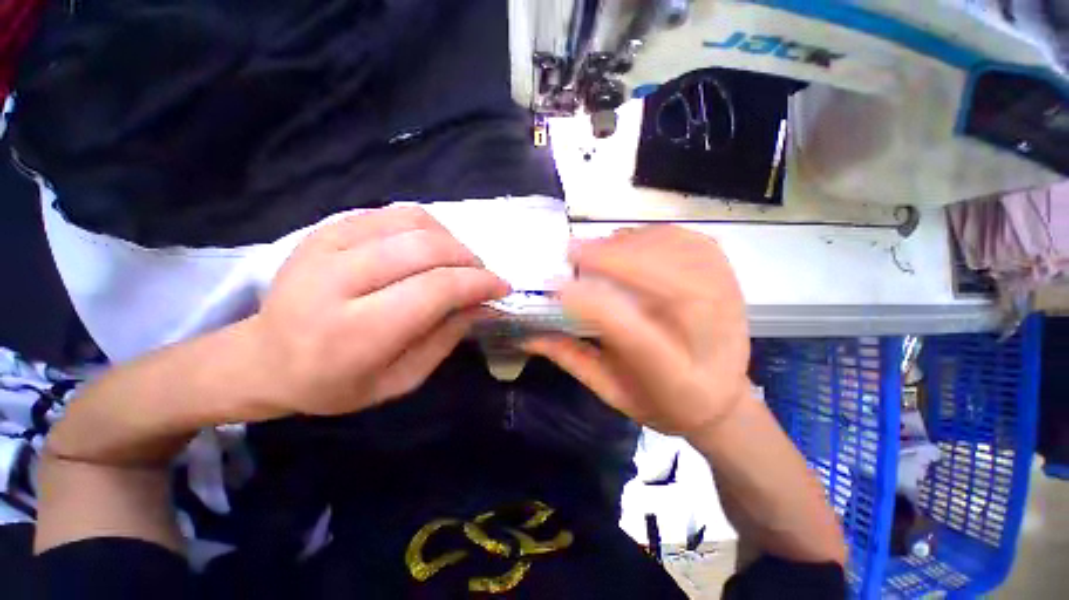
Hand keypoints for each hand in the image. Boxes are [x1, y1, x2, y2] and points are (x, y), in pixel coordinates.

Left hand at [245, 207, 508, 417]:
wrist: (262, 359)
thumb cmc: (335, 383)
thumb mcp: (400, 380)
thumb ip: (446, 338)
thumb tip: (482, 302)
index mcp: (355, 331)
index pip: (435, 288)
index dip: (478, 283)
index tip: (501, 287)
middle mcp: (336, 280)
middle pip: (427, 247)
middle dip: (469, 259)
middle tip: (481, 277)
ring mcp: (326, 245)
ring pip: (413, 221)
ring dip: (451, 240)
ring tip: (458, 263)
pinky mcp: (326, 228)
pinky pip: (393, 214)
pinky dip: (426, 228)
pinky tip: (430, 250)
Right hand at [523, 226, 749, 437]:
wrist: (722, 398)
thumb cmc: (663, 401)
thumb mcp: (612, 392)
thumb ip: (572, 359)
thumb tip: (528, 334)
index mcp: (676, 377)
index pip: (636, 337)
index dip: (595, 307)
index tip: (557, 290)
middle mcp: (709, 335)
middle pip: (666, 283)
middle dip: (613, 260)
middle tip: (572, 251)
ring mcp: (726, 298)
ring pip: (676, 253)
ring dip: (628, 243)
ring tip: (595, 247)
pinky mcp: (726, 275)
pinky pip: (688, 240)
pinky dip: (653, 234)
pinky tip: (629, 242)